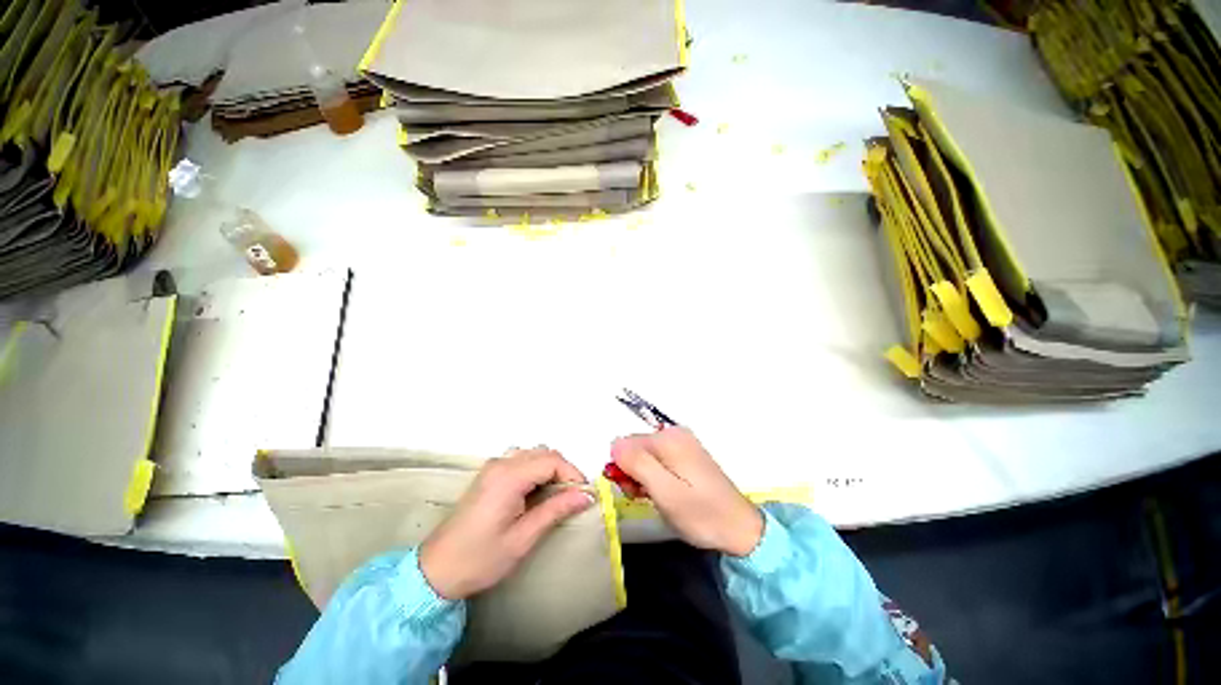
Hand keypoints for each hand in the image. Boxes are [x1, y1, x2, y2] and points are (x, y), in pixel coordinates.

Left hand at [419, 447, 593, 599]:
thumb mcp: (523, 537)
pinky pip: (521, 459)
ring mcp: (493, 466)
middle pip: (544, 453)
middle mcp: (501, 464)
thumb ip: (556, 510)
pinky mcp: (489, 473)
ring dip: (550, 468)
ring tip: (557, 494)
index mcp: (509, 477)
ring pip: (533, 453)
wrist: (437, 570)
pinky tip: (536, 490)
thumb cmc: (481, 558)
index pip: (552, 461)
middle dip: (564, 471)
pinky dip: (536, 468)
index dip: (573, 474)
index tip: (584, 495)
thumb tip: (587, 496)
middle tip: (573, 497)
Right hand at [611, 427, 762, 556]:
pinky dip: (654, 475)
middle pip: (635, 447)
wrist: (739, 529)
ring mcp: (682, 443)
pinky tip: (664, 492)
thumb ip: (637, 464)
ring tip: (656, 498)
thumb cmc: (701, 514)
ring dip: (642, 476)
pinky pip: (658, 459)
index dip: (623, 468)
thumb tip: (614, 443)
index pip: (626, 443)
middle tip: (644, 497)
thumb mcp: (664, 492)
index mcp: (668, 438)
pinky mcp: (686, 455)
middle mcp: (674, 433)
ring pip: (645, 454)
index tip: (634, 491)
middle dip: (632, 471)